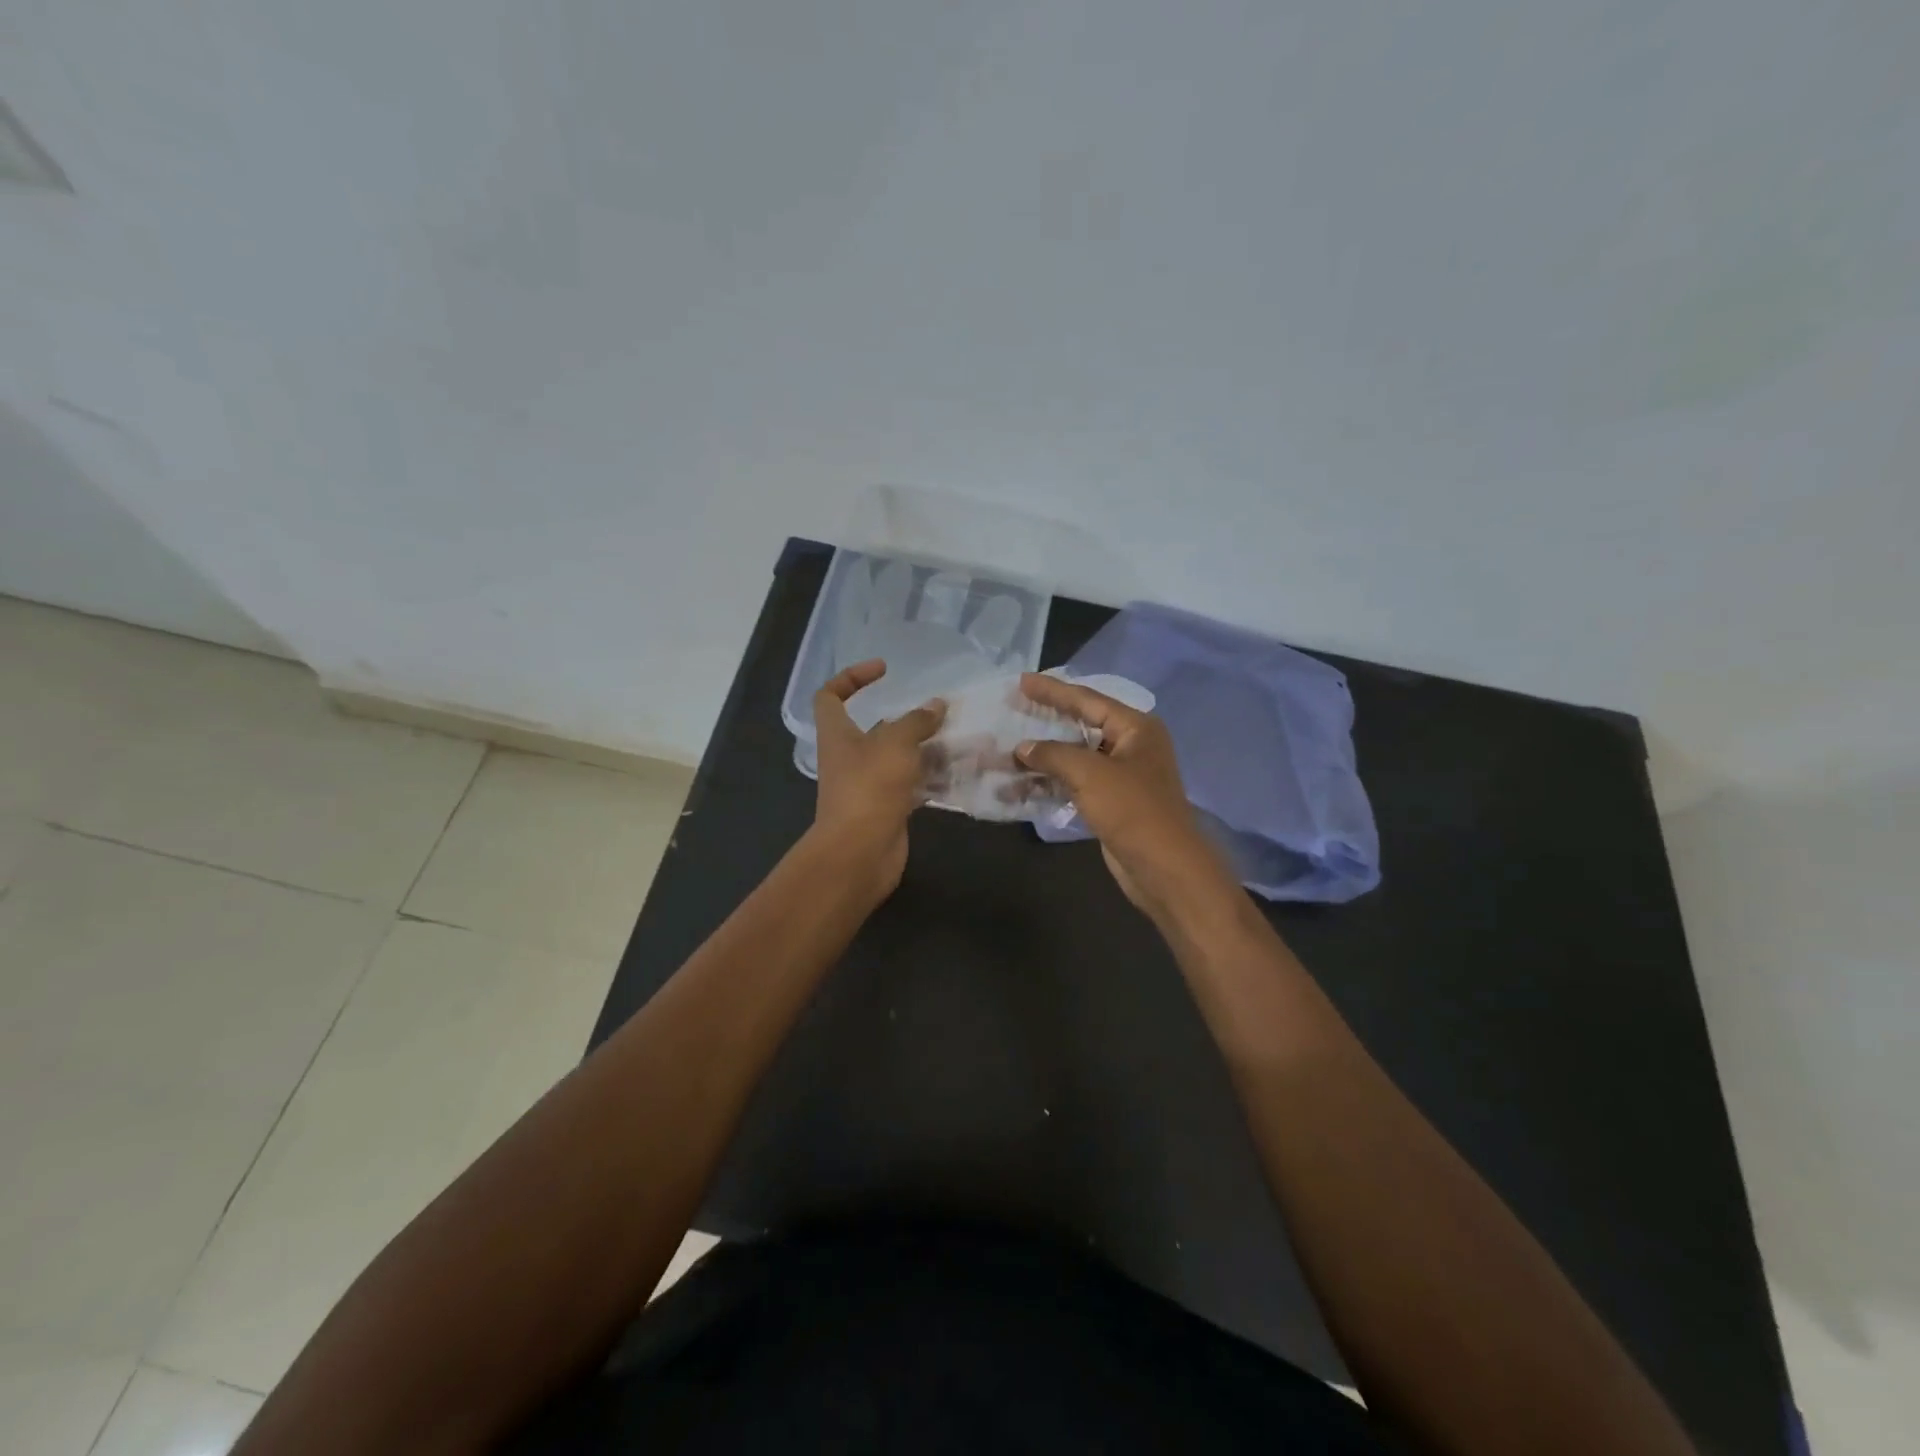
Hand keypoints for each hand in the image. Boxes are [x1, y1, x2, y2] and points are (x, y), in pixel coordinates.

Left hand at [811, 659, 945, 899]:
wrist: (860, 852)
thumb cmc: (870, 787)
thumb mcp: (895, 743)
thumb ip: (917, 721)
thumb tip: (936, 705)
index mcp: (838, 734)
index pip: (830, 696)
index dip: (851, 677)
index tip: (884, 670)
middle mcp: (849, 757)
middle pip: (874, 728)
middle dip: (906, 718)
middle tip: (938, 711)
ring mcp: (868, 785)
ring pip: (898, 757)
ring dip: (924, 747)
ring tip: (958, 737)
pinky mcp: (887, 808)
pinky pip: (911, 784)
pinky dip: (931, 776)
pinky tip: (958, 769)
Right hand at [1015, 673, 1231, 915]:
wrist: (1163, 867)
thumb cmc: (1132, 809)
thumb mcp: (1089, 773)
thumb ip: (1053, 754)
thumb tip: (1022, 748)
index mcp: (1136, 728)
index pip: (1088, 700)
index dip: (1053, 691)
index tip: (1022, 681)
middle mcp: (1131, 746)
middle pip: (1082, 725)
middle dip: (1047, 721)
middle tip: (1014, 708)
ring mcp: (1122, 776)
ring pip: (1076, 757)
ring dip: (1044, 757)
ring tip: (1009, 750)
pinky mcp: (1112, 803)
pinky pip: (1076, 783)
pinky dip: (1052, 781)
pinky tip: (1023, 783)